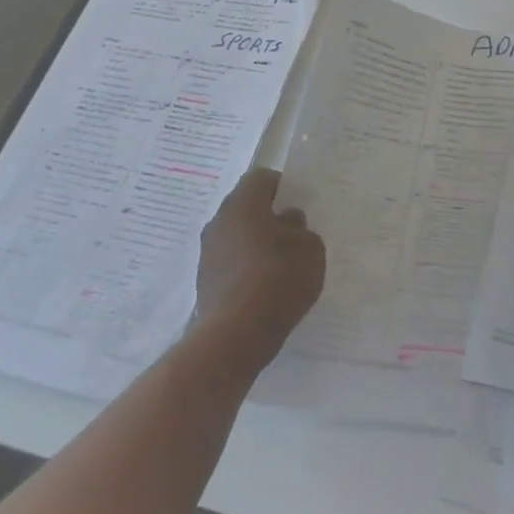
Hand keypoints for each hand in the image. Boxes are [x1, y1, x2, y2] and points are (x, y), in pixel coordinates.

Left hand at [193, 167, 323, 372]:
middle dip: (268, 216)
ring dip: (256, 242)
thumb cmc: (279, 278)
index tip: (299, 204)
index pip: (261, 178)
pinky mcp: (204, 281)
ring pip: (236, 235)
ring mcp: (207, 252)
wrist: (236, 335)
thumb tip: (287, 223)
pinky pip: (230, 262)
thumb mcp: (310, 248)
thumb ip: (300, 229)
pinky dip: (246, 267)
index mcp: (243, 203)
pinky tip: (266, 286)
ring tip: (281, 263)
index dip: (282, 186)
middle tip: (293, 233)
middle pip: (246, 206)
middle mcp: (219, 221)